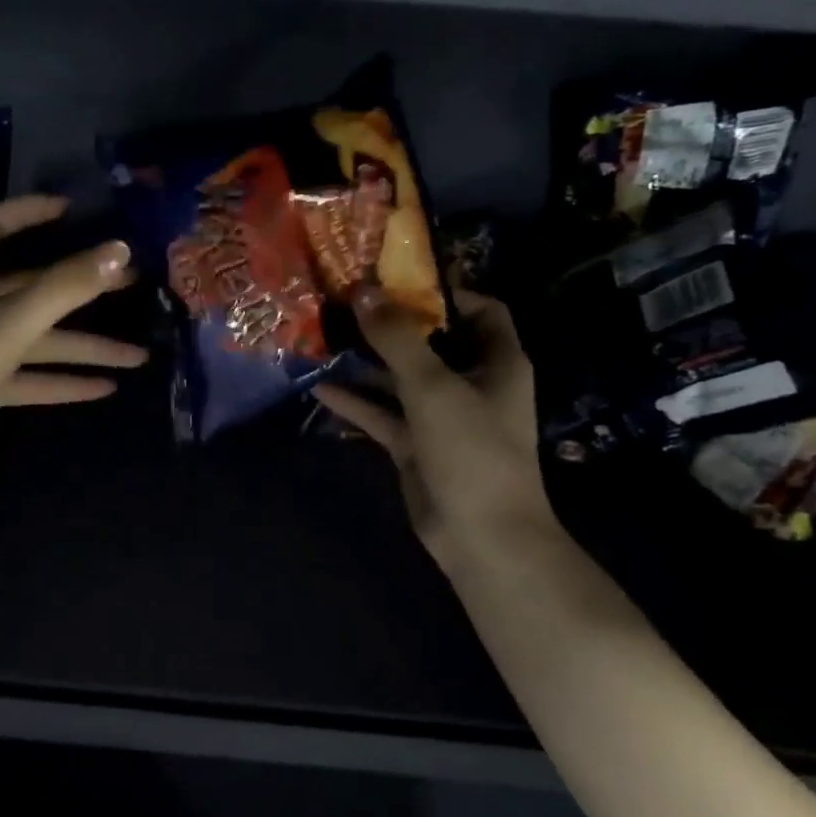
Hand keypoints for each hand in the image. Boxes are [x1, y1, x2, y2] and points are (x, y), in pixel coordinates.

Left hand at [0, 195, 145, 482]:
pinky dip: (63, 381)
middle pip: (32, 286)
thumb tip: (120, 248)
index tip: (70, 209)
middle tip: (132, 283)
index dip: (28, 211)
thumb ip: (66, 286)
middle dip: (82, 286)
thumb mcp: (12, 321)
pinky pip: (29, 377)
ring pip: (38, 340)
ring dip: (85, 347)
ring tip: (138, 355)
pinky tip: (105, 388)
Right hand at [311, 288, 551, 569]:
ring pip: (400, 379)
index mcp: (497, 361)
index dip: (444, 293)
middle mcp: (471, 383)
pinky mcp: (415, 444)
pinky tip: (319, 387)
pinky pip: (383, 414)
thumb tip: (364, 291)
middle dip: (390, 325)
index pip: (480, 310)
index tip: (396, 281)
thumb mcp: (434, 386)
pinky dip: (356, 402)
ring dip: (366, 363)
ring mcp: (441, 416)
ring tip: (324, 339)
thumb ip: (397, 339)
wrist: (481, 536)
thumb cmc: (472, 450)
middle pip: (430, 342)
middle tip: (345, 304)